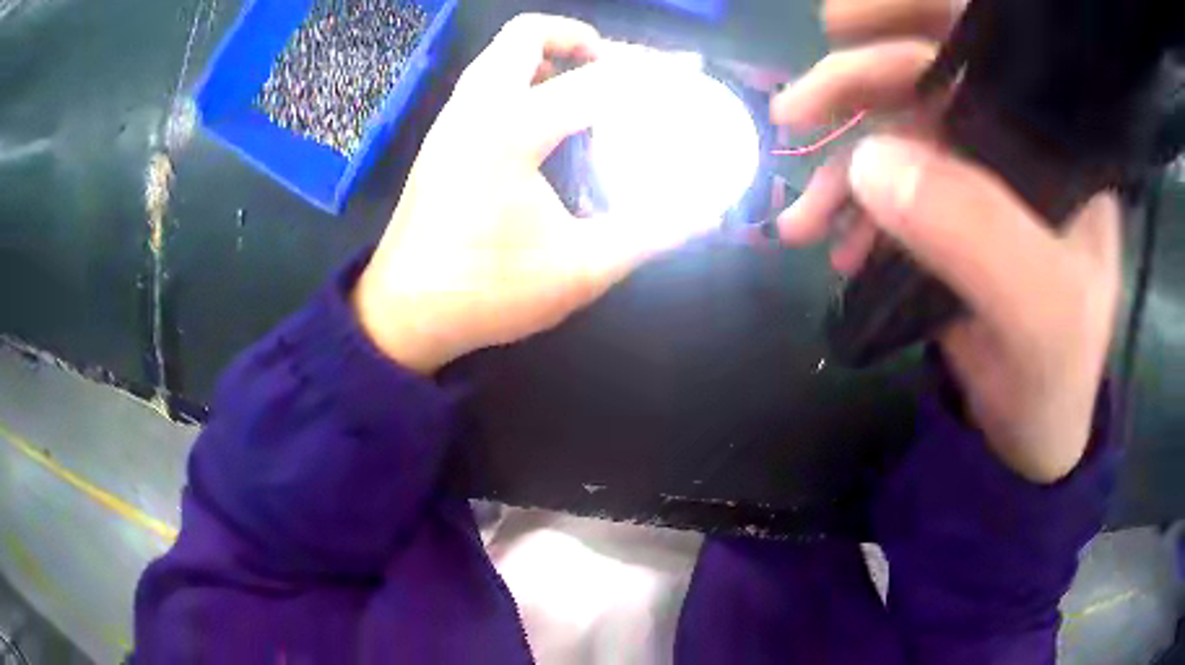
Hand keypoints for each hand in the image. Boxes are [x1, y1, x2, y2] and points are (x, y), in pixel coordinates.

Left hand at [354, 15, 695, 374]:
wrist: (402, 315)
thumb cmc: (485, 293)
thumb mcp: (580, 269)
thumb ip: (649, 234)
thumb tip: (706, 213)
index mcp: (510, 129)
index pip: (597, 79)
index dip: (652, 73)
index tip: (689, 74)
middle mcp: (476, 106)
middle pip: (529, 35)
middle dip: (586, 40)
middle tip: (626, 71)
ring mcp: (452, 118)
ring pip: (502, 54)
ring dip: (552, 56)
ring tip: (596, 86)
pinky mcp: (443, 136)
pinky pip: (489, 80)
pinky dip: (528, 77)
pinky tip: (554, 119)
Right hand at [772, 0, 1120, 482]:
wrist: (1032, 429)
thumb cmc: (1056, 372)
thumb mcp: (1038, 314)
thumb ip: (978, 235)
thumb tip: (872, 164)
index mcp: (1052, 142)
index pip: (983, 41)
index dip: (910, 12)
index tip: (839, 24)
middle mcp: (1014, 140)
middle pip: (923, 74)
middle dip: (851, 85)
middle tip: (792, 117)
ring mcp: (975, 172)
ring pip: (893, 128)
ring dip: (839, 162)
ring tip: (803, 218)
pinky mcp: (944, 209)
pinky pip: (885, 182)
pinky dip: (849, 206)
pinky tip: (832, 244)